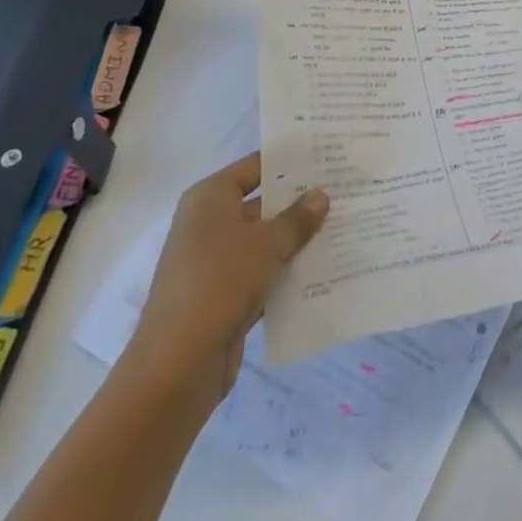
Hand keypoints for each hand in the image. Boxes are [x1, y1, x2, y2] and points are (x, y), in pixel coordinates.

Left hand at [124, 153, 328, 402]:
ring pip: (264, 241)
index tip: (327, 155)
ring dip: (296, 239)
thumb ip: (297, 218)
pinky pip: (262, 273)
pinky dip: (286, 271)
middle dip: (300, 202)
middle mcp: (208, 224)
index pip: (256, 166)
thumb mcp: (267, 243)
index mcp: (210, 198)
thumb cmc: (220, 282)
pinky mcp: (223, 296)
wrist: (178, 366)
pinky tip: (323, 268)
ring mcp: (214, 262)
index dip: (290, 161)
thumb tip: (321, 195)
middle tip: (344, 191)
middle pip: (261, 203)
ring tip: (343, 226)